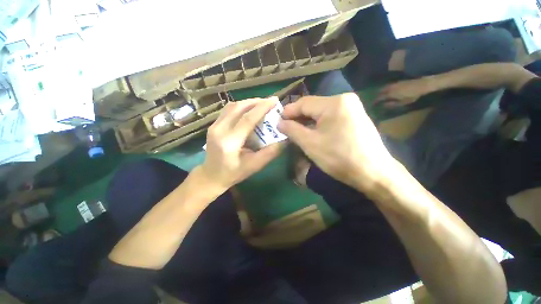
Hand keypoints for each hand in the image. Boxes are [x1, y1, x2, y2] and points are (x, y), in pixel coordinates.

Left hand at [201, 97, 283, 188]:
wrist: (211, 175)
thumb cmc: (234, 173)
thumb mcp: (254, 166)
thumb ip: (270, 153)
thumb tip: (284, 139)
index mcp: (229, 142)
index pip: (247, 119)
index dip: (262, 108)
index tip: (274, 100)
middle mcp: (219, 130)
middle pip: (238, 108)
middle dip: (256, 102)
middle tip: (269, 101)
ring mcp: (213, 126)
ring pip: (232, 106)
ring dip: (248, 102)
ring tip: (261, 104)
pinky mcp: (213, 125)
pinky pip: (228, 110)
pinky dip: (241, 106)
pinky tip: (249, 110)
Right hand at [277, 93, 397, 191]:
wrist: (374, 173)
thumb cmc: (339, 158)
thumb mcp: (310, 144)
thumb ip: (292, 130)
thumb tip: (279, 122)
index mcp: (334, 103)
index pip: (303, 103)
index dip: (288, 112)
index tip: (277, 122)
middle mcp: (345, 99)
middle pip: (313, 106)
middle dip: (297, 118)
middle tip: (285, 128)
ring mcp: (352, 108)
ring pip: (321, 112)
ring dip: (307, 122)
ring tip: (296, 132)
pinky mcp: (355, 117)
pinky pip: (330, 117)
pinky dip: (318, 124)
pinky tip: (312, 132)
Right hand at [375, 78, 432, 106]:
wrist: (422, 84)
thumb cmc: (413, 95)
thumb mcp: (403, 102)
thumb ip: (393, 104)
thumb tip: (384, 105)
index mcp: (391, 93)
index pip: (380, 97)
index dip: (375, 101)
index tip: (373, 104)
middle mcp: (391, 88)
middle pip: (381, 91)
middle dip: (377, 95)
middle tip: (376, 99)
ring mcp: (394, 84)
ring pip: (384, 87)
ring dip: (381, 91)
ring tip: (380, 95)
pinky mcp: (398, 82)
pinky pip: (389, 85)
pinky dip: (386, 88)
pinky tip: (387, 90)